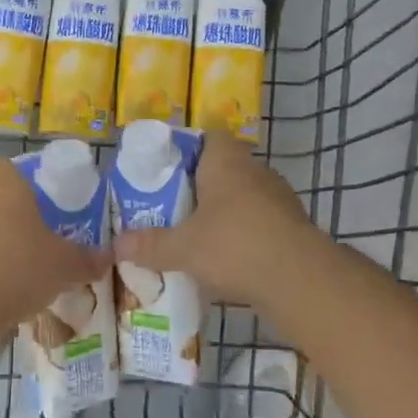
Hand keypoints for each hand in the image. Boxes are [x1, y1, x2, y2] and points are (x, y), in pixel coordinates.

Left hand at [0, 157, 104, 353]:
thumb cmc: (15, 267)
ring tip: (28, 278)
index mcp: (2, 181)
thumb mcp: (64, 265)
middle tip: (46, 244)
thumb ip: (86, 259)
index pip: (14, 169)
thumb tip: (108, 257)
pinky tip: (4, 300)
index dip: (33, 186)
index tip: (52, 209)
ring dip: (0, 251)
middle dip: (19, 222)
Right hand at [112, 131, 330, 308]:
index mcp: (226, 160)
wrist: (300, 279)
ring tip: (198, 236)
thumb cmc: (235, 245)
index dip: (188, 149)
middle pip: (224, 168)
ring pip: (244, 196)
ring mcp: (279, 197)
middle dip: (201, 186)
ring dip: (224, 211)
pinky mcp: (293, 225)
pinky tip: (229, 258)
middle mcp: (254, 169)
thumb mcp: (183, 248)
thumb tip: (117, 244)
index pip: (209, 137)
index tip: (168, 171)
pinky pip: (260, 221)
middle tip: (174, 207)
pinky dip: (245, 234)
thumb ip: (150, 244)